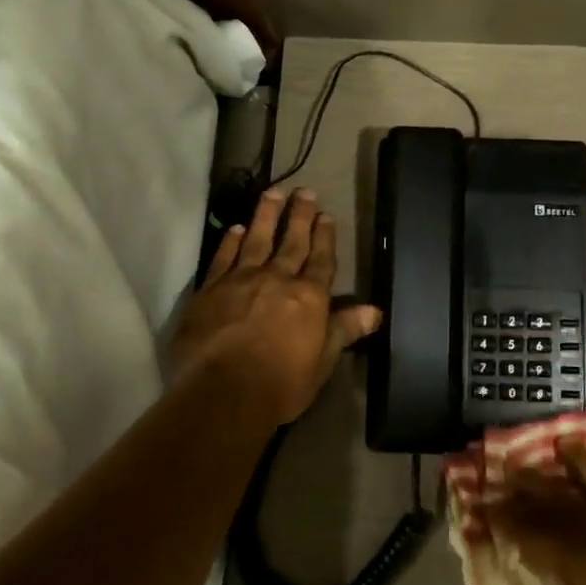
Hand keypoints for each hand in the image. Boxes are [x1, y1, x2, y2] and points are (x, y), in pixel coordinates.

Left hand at [170, 187, 381, 426]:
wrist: (222, 393)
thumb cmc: (280, 385)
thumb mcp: (322, 362)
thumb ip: (344, 330)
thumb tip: (375, 310)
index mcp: (309, 297)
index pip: (321, 260)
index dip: (325, 236)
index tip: (327, 214)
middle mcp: (277, 279)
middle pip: (292, 241)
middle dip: (300, 215)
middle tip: (305, 191)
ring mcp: (241, 281)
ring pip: (257, 239)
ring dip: (266, 215)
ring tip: (273, 192)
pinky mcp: (210, 289)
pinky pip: (223, 257)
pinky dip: (230, 241)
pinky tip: (236, 228)